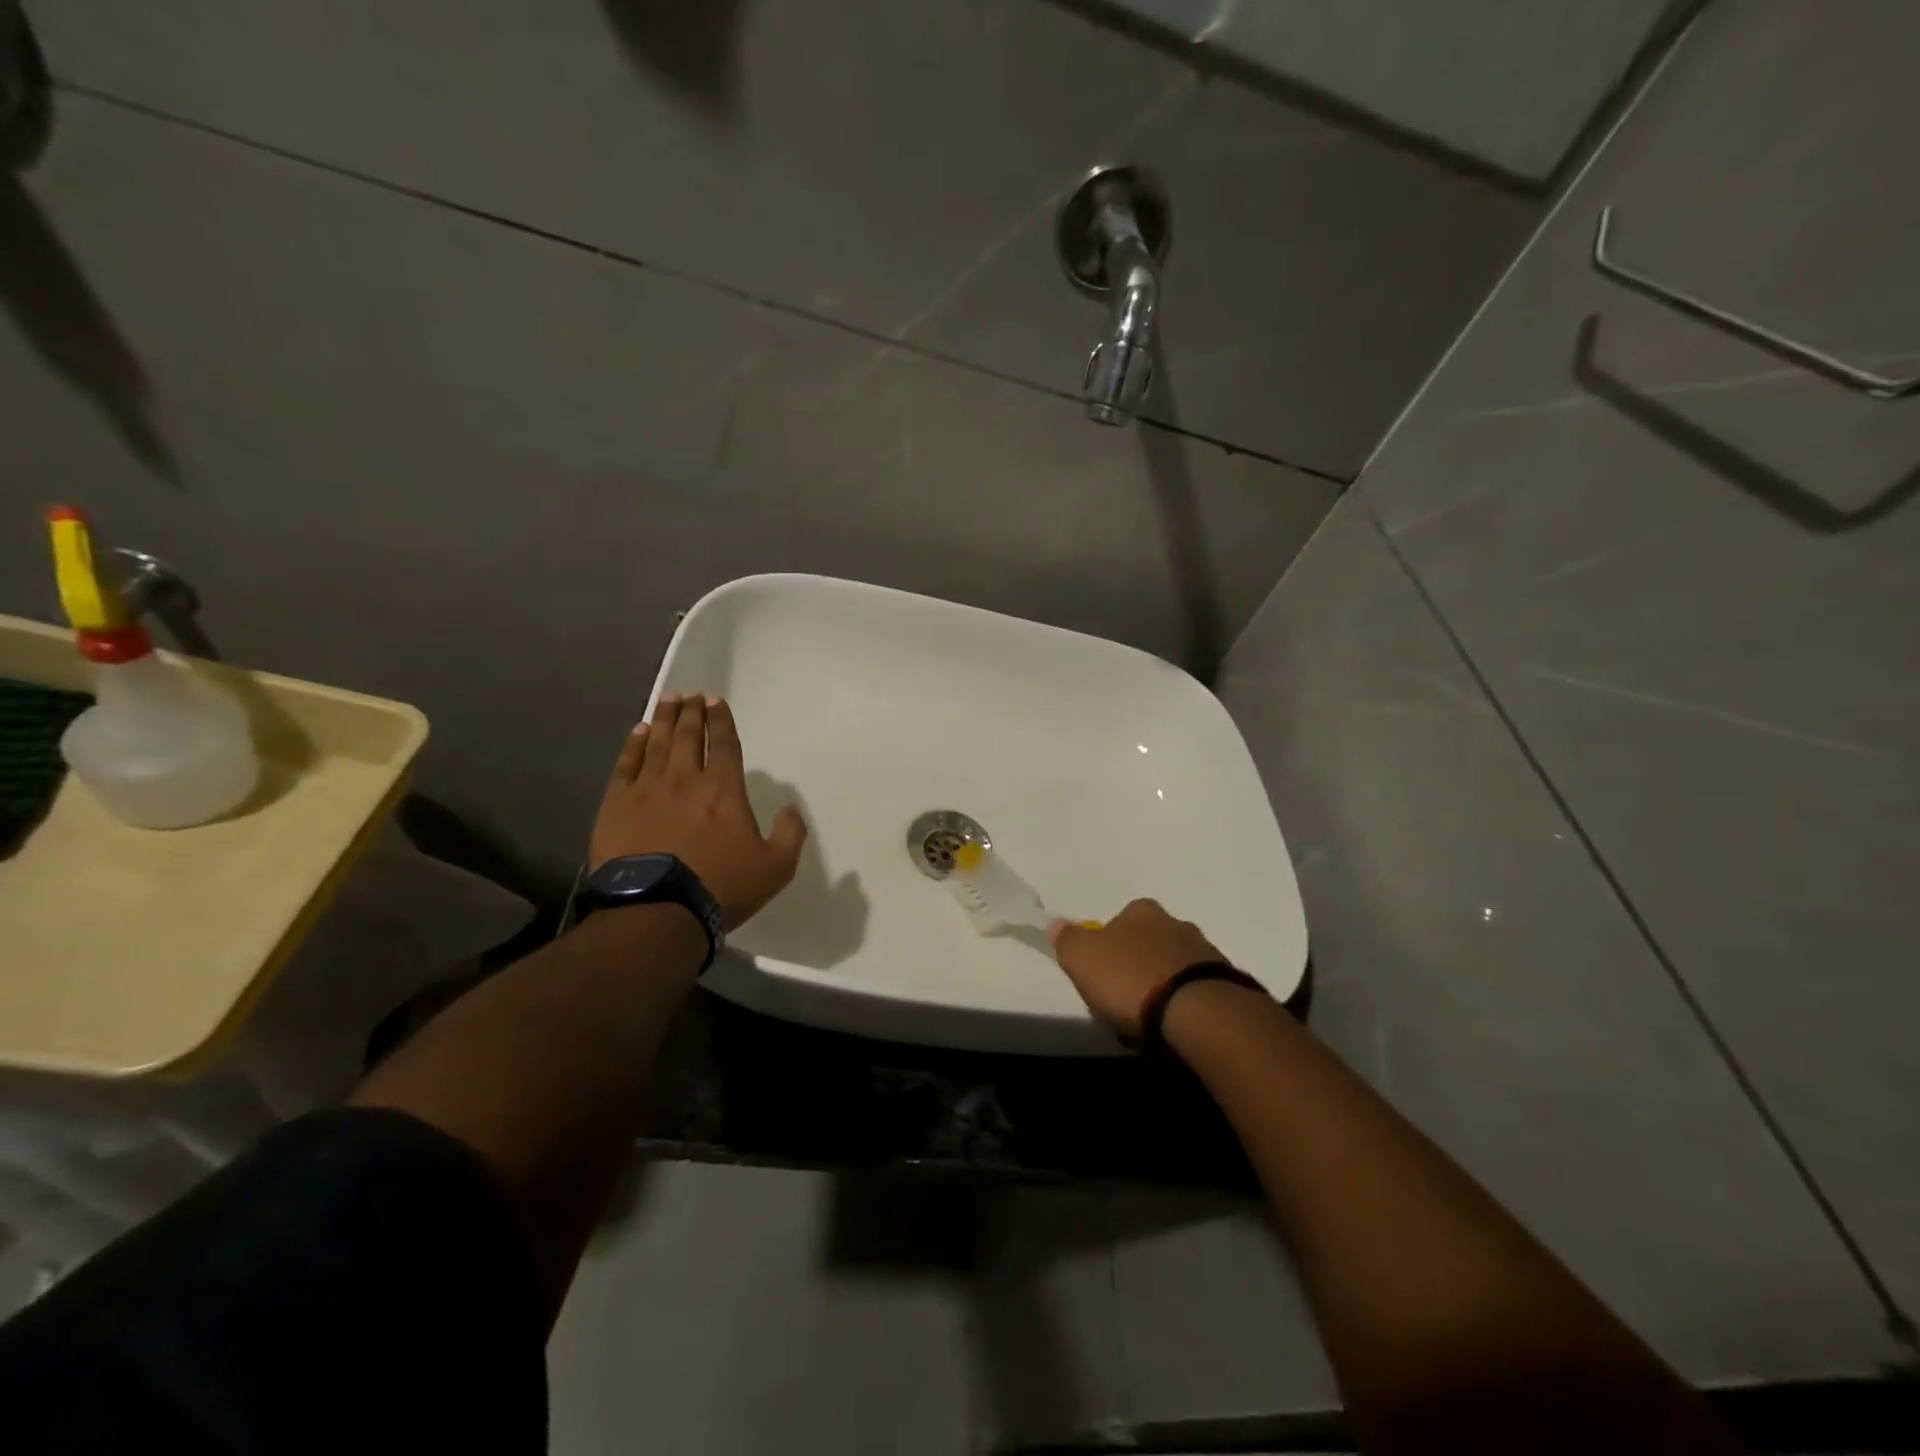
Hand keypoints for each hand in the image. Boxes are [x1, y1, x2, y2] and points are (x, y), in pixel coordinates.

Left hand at [590, 693, 806, 929]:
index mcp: (723, 789)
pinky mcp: (616, 805)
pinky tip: (637, 733)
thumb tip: (790, 808)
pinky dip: (632, 745)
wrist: (657, 910)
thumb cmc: (720, 887)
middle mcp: (685, 779)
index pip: (723, 744)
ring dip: (663, 719)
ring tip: (667, 700)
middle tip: (689, 694)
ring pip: (656, 743)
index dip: (720, 721)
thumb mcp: (775, 867)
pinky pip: (626, 765)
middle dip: (690, 712)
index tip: (715, 701)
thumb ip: (790, 834)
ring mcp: (647, 789)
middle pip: (687, 736)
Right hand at [1047, 899, 1223, 1038]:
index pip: (1120, 919)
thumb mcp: (1082, 958)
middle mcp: (1176, 923)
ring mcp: (1205, 953)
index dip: (1108, 944)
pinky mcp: (1226, 984)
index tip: (1101, 972)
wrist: (1196, 1012)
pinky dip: (1184, 1003)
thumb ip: (1068, 939)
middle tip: (1124, 997)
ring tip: (1151, 1019)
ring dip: (1163, 984)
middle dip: (1138, 963)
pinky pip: (1196, 990)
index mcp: (1142, 911)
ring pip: (1175, 965)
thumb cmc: (1130, 977)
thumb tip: (1057, 924)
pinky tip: (1175, 1025)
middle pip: (1150, 941)